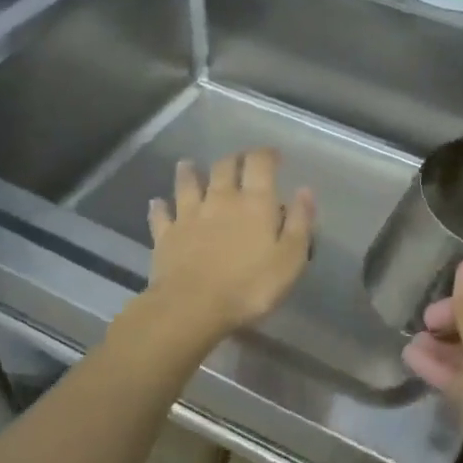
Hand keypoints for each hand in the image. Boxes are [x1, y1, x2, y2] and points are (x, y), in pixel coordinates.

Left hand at [146, 149, 315, 340]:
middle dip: (233, 159)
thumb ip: (300, 223)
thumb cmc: (250, 286)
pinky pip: (161, 214)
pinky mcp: (166, 235)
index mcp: (255, 203)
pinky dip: (160, 206)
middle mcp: (221, 199)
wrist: (193, 308)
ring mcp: (189, 215)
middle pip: (224, 167)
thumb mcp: (290, 259)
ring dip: (189, 172)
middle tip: (239, 159)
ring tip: (189, 164)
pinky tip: (157, 202)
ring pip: (187, 183)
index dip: (267, 154)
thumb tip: (305, 190)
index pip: (260, 164)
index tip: (274, 155)